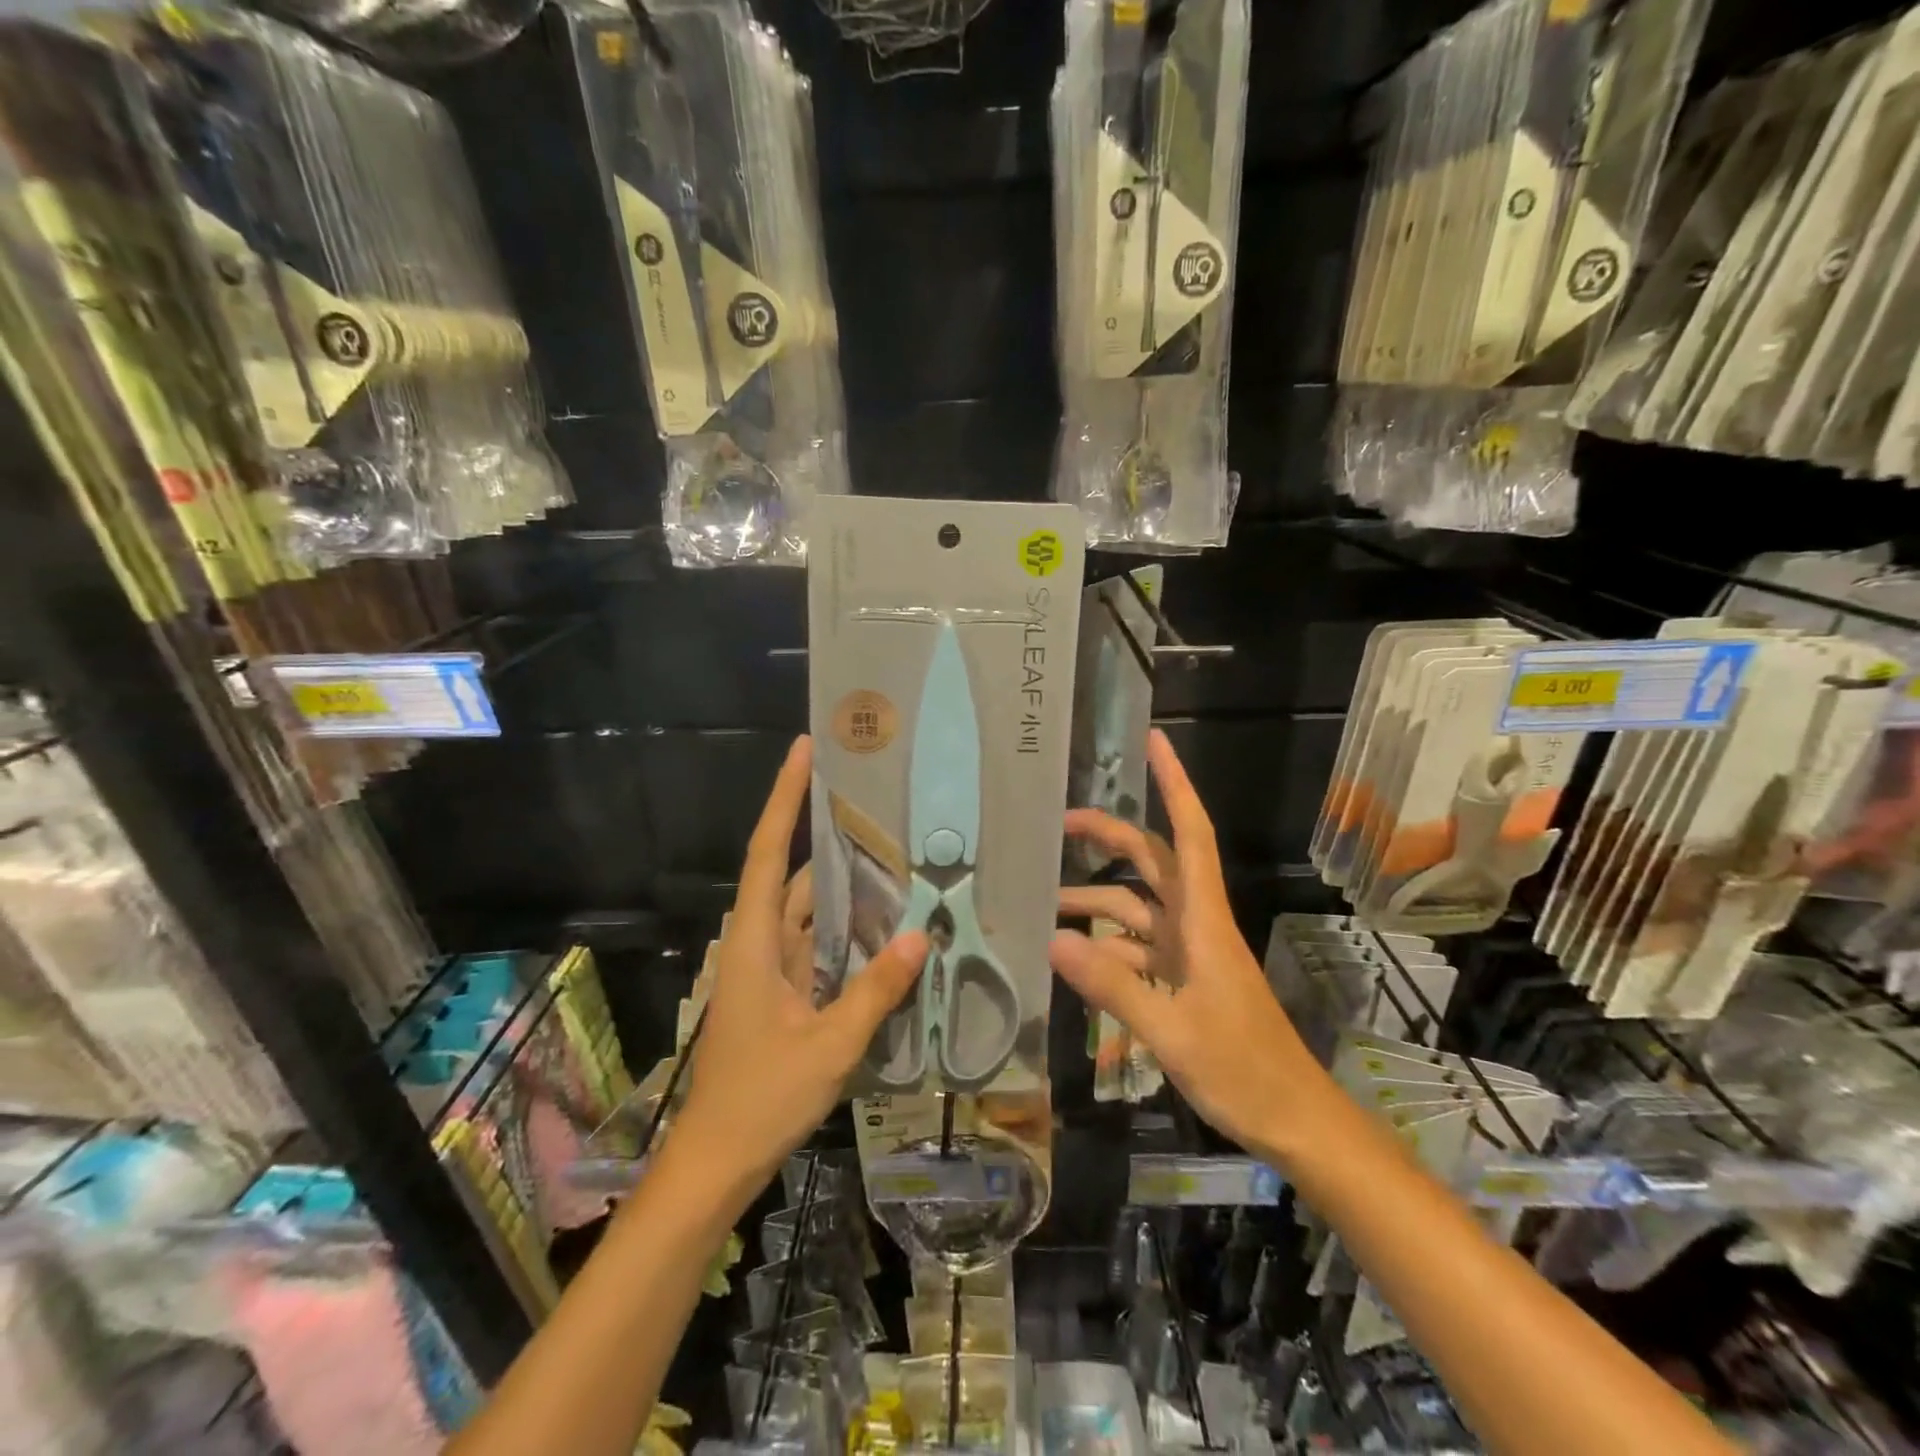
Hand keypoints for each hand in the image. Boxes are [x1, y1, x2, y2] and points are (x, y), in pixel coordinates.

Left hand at [673, 737, 928, 1183]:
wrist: (715, 1163)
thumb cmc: (761, 1100)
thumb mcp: (829, 1046)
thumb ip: (875, 991)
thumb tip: (919, 937)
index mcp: (755, 943)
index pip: (768, 852)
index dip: (784, 799)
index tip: (805, 751)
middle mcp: (759, 944)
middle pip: (792, 875)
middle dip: (827, 837)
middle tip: (876, 805)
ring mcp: (770, 970)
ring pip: (807, 912)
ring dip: (842, 886)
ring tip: (892, 855)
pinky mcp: (782, 994)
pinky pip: (816, 945)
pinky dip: (845, 929)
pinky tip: (883, 924)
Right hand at [1050, 731, 1322, 1158]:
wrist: (1294, 1121)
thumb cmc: (1244, 1071)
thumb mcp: (1173, 1031)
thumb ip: (1113, 986)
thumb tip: (1053, 940)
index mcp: (1203, 921)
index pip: (1189, 834)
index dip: (1174, 784)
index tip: (1154, 742)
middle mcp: (1195, 925)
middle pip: (1151, 862)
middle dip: (1109, 836)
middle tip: (1058, 824)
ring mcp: (1188, 954)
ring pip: (1135, 909)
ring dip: (1094, 901)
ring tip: (1044, 905)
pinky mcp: (1181, 982)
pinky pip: (1136, 949)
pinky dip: (1105, 946)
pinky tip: (1073, 957)